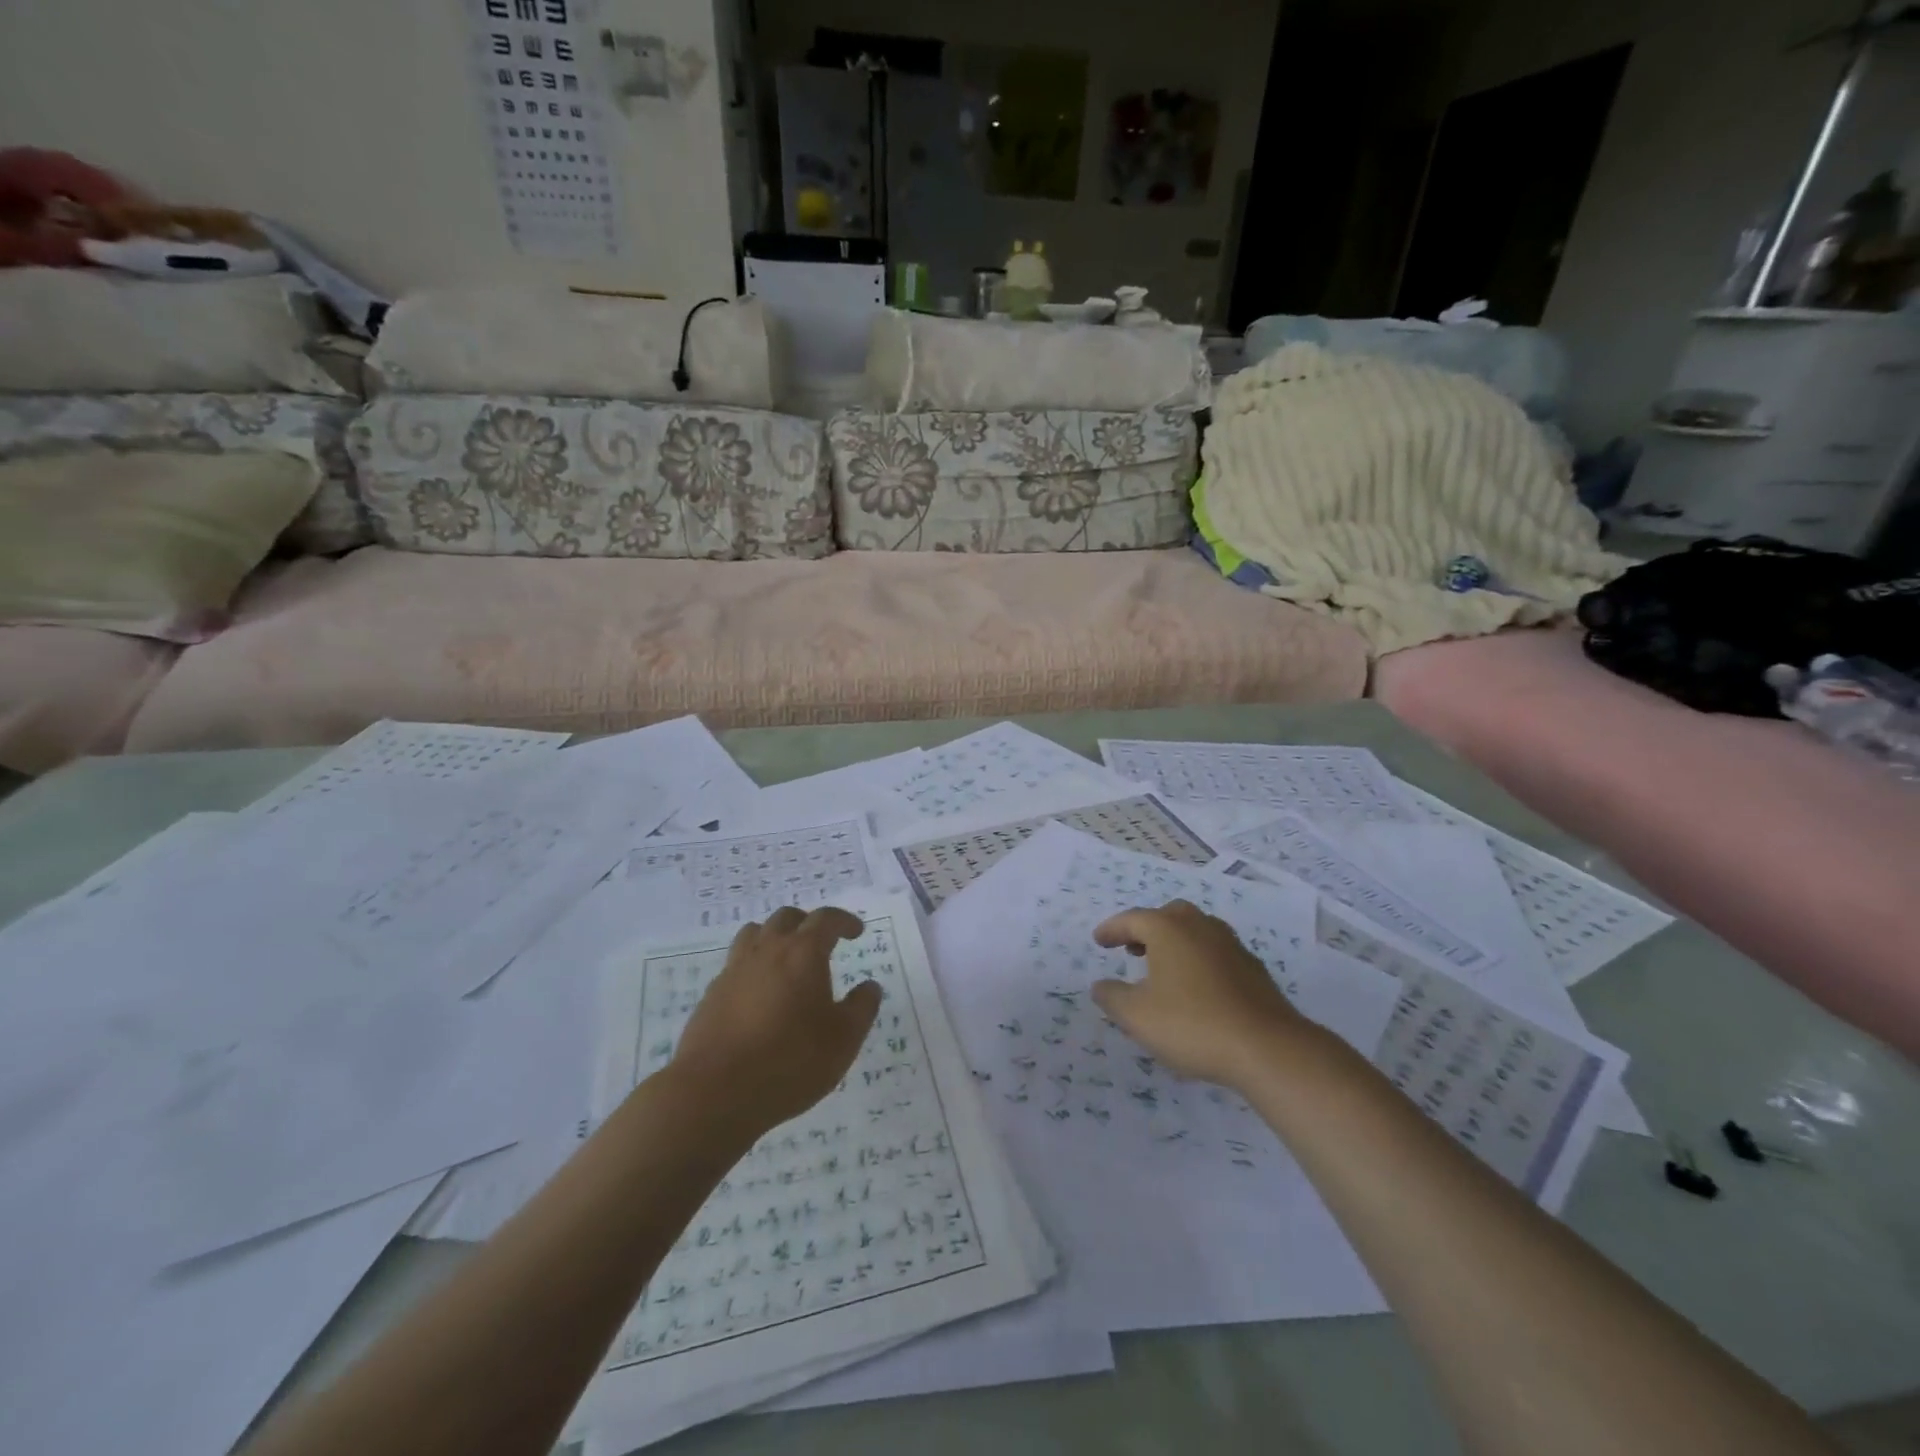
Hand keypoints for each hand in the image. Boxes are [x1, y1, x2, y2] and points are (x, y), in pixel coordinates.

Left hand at [670, 906, 881, 1136]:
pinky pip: (735, 964)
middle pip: (787, 918)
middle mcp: (767, 951)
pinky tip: (759, 994)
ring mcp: (734, 970)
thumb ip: (861, 1008)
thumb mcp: (843, 1040)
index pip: (826, 920)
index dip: (844, 921)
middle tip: (822, 942)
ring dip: (774, 937)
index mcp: (803, 953)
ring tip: (786, 959)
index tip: (856, 931)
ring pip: (754, 934)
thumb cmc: (790, 1061)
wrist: (715, 1092)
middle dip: (808, 923)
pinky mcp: (711, 994)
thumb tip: (870, 987)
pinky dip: (752, 966)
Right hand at [1090, 900, 1307, 1088]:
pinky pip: (1216, 952)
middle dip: (1147, 929)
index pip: (1132, 919)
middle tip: (1133, 949)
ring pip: (1196, 931)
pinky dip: (1198, 960)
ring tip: (1163, 968)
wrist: (1267, 1048)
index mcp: (1169, 929)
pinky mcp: (1253, 969)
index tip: (1099, 940)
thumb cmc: (1192, 1024)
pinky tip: (1197, 988)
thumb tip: (1100, 985)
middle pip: (1169, 915)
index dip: (1112, 929)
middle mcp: (1200, 927)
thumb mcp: (1137, 1016)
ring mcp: (1231, 945)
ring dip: (1175, 943)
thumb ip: (1112, 997)